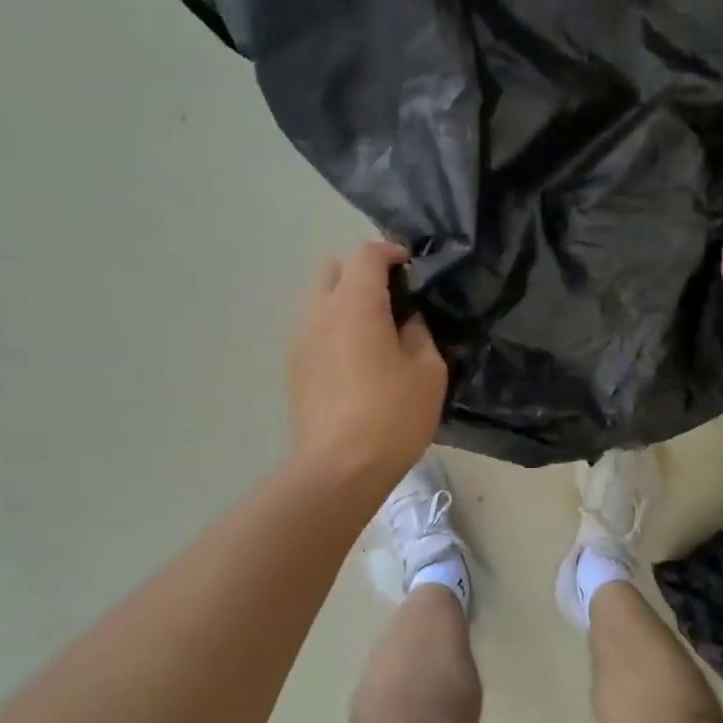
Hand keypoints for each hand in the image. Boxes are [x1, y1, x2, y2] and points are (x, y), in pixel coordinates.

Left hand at [288, 241, 447, 492]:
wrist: (339, 469)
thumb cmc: (392, 417)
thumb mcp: (428, 372)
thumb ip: (419, 334)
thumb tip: (407, 321)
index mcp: (354, 306)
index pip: (367, 255)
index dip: (391, 252)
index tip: (412, 267)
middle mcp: (319, 314)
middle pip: (333, 270)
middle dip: (362, 274)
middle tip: (392, 299)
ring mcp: (300, 341)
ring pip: (318, 301)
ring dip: (345, 303)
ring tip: (374, 332)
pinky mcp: (294, 369)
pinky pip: (314, 331)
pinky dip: (334, 330)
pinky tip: (356, 361)